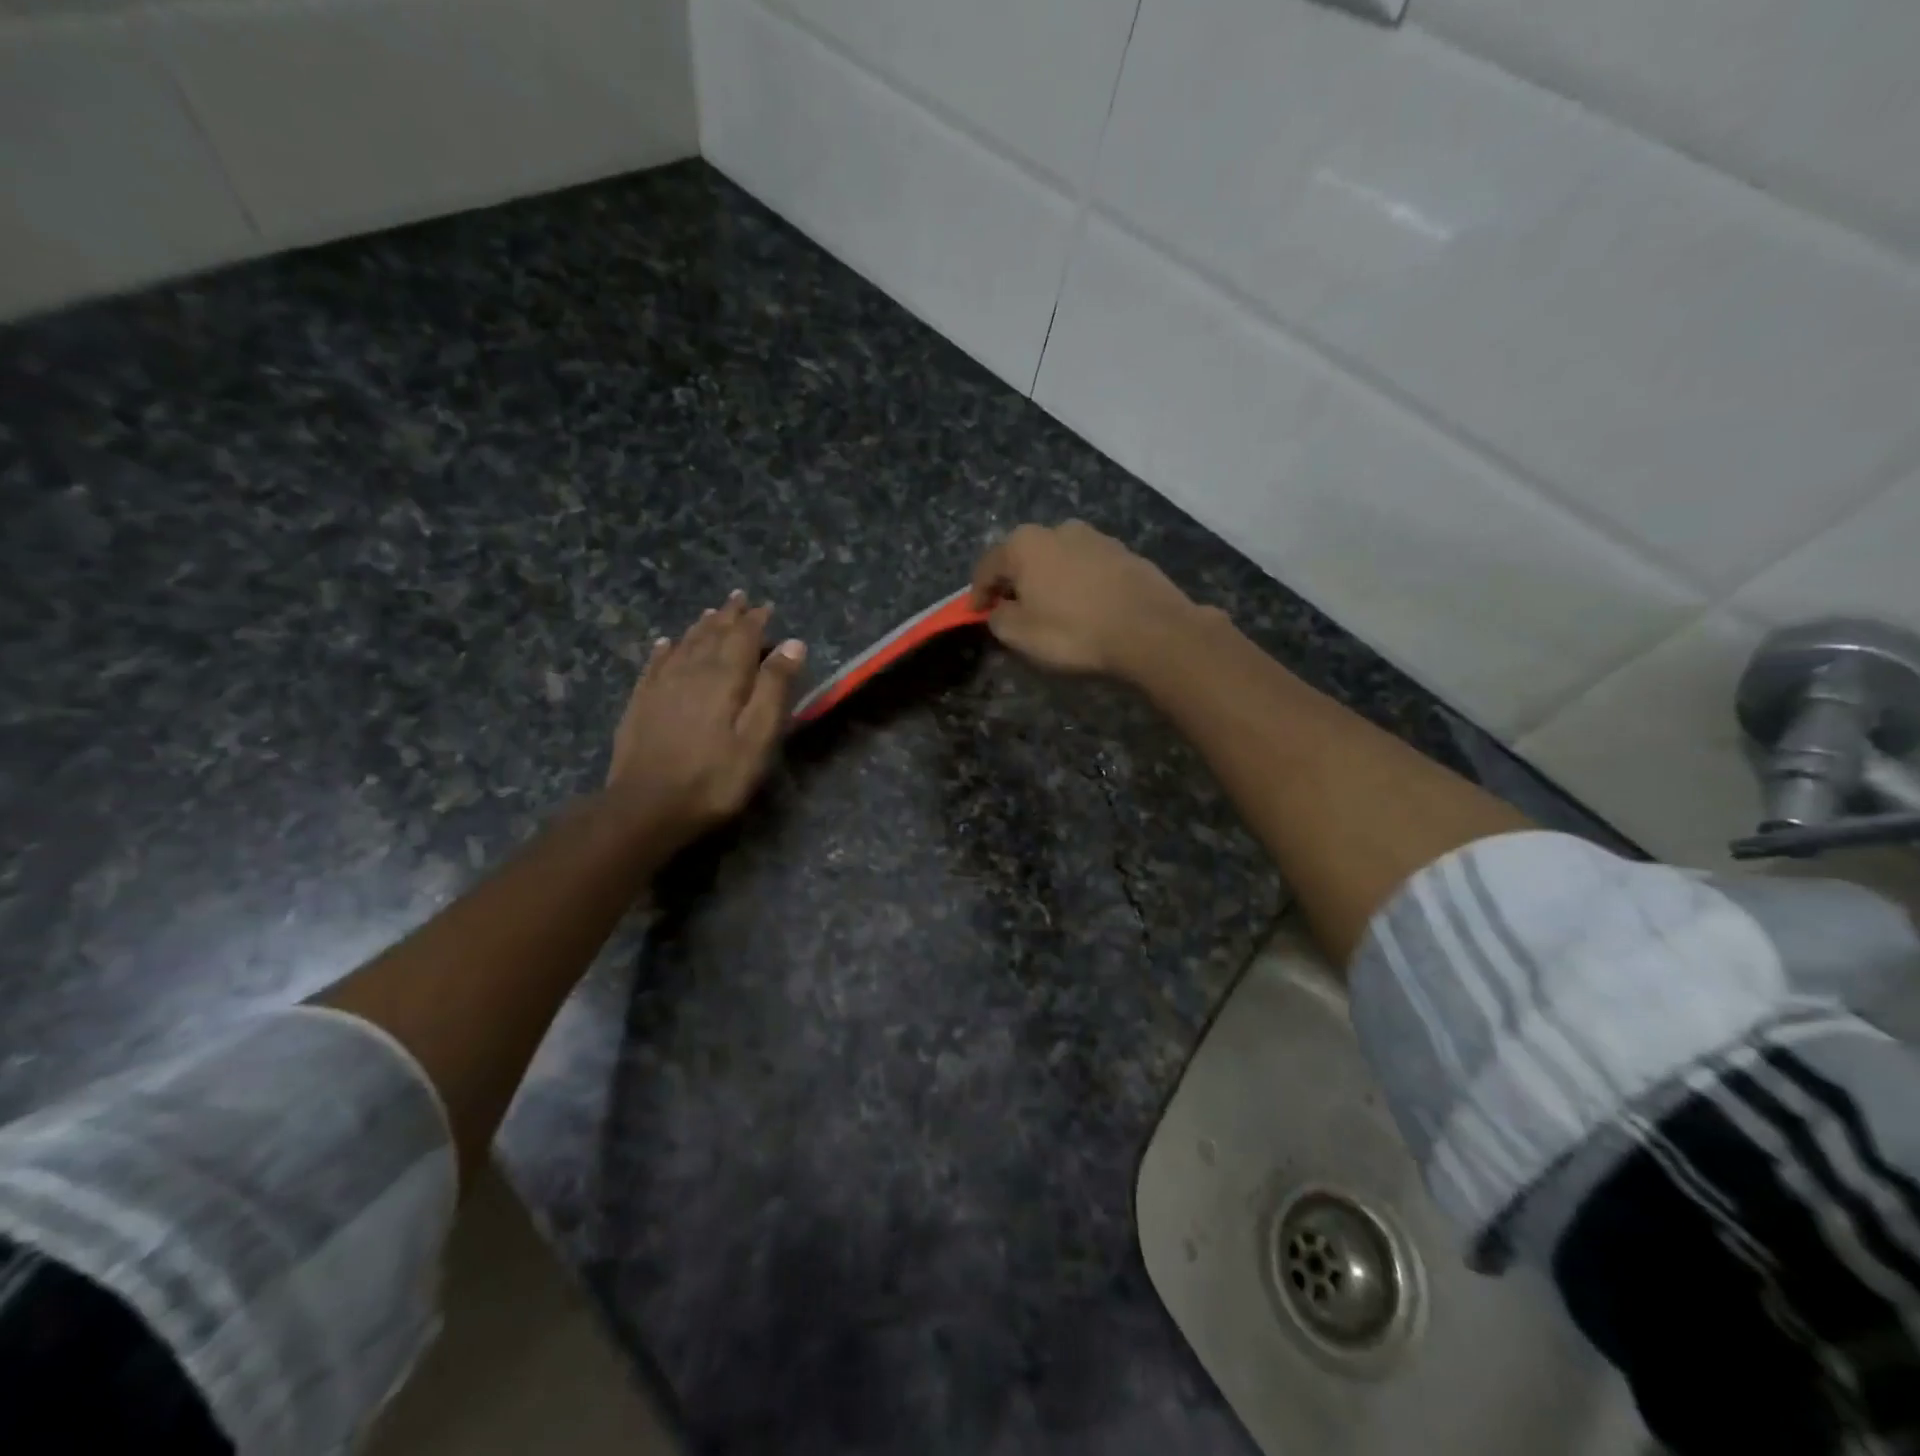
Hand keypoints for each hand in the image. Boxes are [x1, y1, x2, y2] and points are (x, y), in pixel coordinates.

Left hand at [607, 592, 805, 840]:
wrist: (646, 806)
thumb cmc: (715, 777)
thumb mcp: (758, 737)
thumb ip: (774, 688)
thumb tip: (793, 644)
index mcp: (725, 677)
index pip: (742, 637)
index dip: (755, 621)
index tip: (765, 607)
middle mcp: (691, 671)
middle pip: (711, 635)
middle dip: (727, 616)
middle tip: (737, 599)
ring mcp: (661, 686)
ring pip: (684, 645)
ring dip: (700, 627)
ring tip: (710, 614)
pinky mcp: (640, 703)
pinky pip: (655, 664)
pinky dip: (664, 650)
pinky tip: (666, 644)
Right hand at [969, 521, 1201, 678]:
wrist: (1149, 630)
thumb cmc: (1073, 631)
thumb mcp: (1020, 634)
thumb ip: (999, 618)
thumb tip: (1000, 610)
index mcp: (1024, 544)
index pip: (988, 567)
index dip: (977, 594)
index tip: (975, 615)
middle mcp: (1058, 530)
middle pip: (1023, 557)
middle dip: (1014, 583)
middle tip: (1011, 611)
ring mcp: (1096, 537)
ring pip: (1058, 560)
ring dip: (1048, 581)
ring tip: (1051, 610)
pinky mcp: (1124, 553)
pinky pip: (1087, 569)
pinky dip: (1078, 584)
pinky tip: (1084, 607)